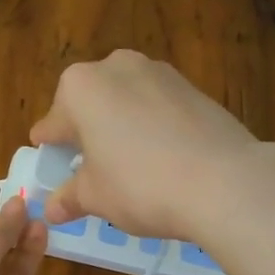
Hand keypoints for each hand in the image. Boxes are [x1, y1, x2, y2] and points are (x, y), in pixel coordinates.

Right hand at [31, 50, 258, 235]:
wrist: (224, 181)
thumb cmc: (140, 185)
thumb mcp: (96, 197)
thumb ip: (70, 197)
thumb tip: (52, 208)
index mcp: (79, 87)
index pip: (53, 122)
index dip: (51, 145)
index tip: (50, 159)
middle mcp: (116, 66)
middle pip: (90, 101)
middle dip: (87, 130)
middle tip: (91, 165)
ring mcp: (159, 72)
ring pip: (126, 99)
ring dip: (121, 124)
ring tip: (129, 162)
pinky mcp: (193, 86)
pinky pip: (158, 105)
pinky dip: (152, 125)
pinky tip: (162, 156)